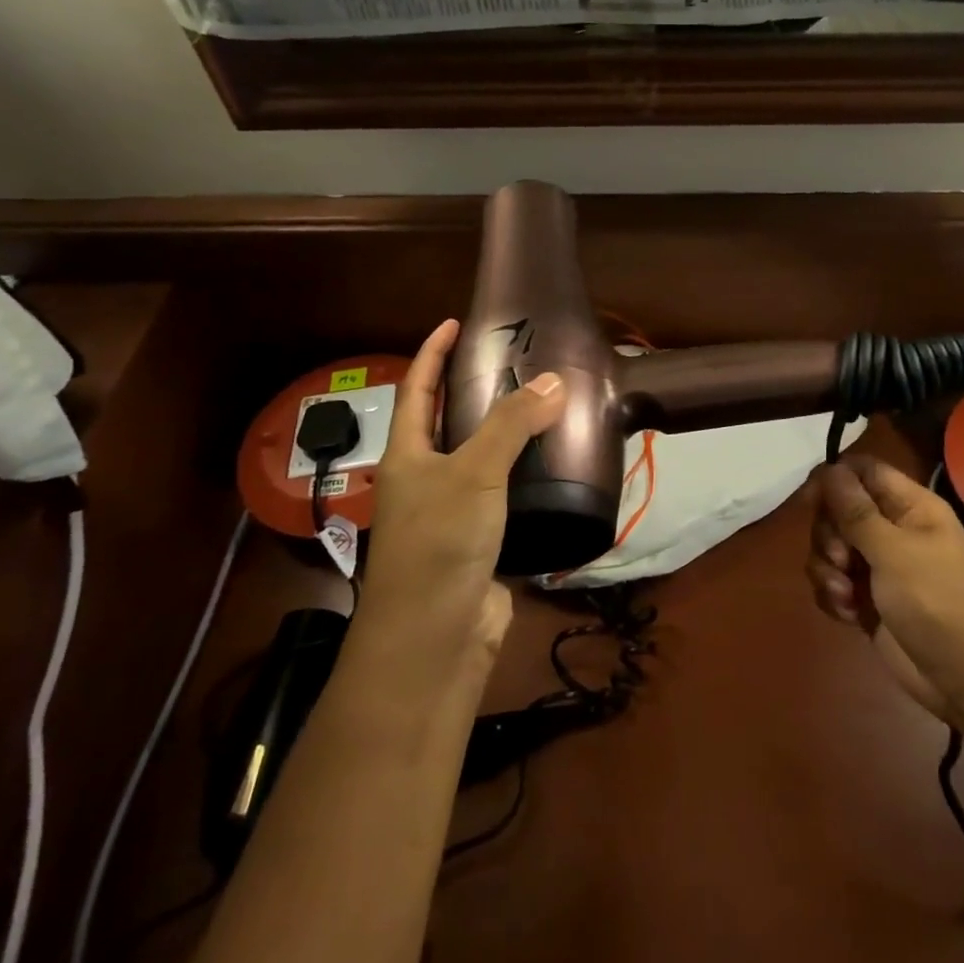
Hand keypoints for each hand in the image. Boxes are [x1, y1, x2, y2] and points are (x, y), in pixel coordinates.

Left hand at [353, 319, 566, 668]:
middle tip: (515, 363)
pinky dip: (526, 476)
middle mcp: (425, 480)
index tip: (454, 323)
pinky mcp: (481, 542)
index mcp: (408, 457)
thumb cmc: (440, 544)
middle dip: (472, 391)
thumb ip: (511, 426)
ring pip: (480, 461)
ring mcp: (452, 513)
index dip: (432, 354)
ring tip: (544, 406)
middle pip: (446, 424)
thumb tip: (553, 382)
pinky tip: (555, 466)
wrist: (434, 639)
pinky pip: (505, 496)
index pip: (417, 390)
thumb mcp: (474, 474)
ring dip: (506, 435)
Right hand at [807, 455, 963, 712]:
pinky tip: (848, 614)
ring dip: (827, 570)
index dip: (834, 478)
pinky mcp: (867, 600)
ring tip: (845, 595)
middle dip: (829, 535)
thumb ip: (855, 511)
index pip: (864, 471)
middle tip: (842, 559)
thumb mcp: (894, 552)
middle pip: (839, 510)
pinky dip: (833, 596)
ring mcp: (878, 566)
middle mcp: (892, 530)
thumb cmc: (938, 602)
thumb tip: (829, 468)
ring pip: (830, 547)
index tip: (811, 500)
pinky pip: (833, 582)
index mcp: (909, 507)